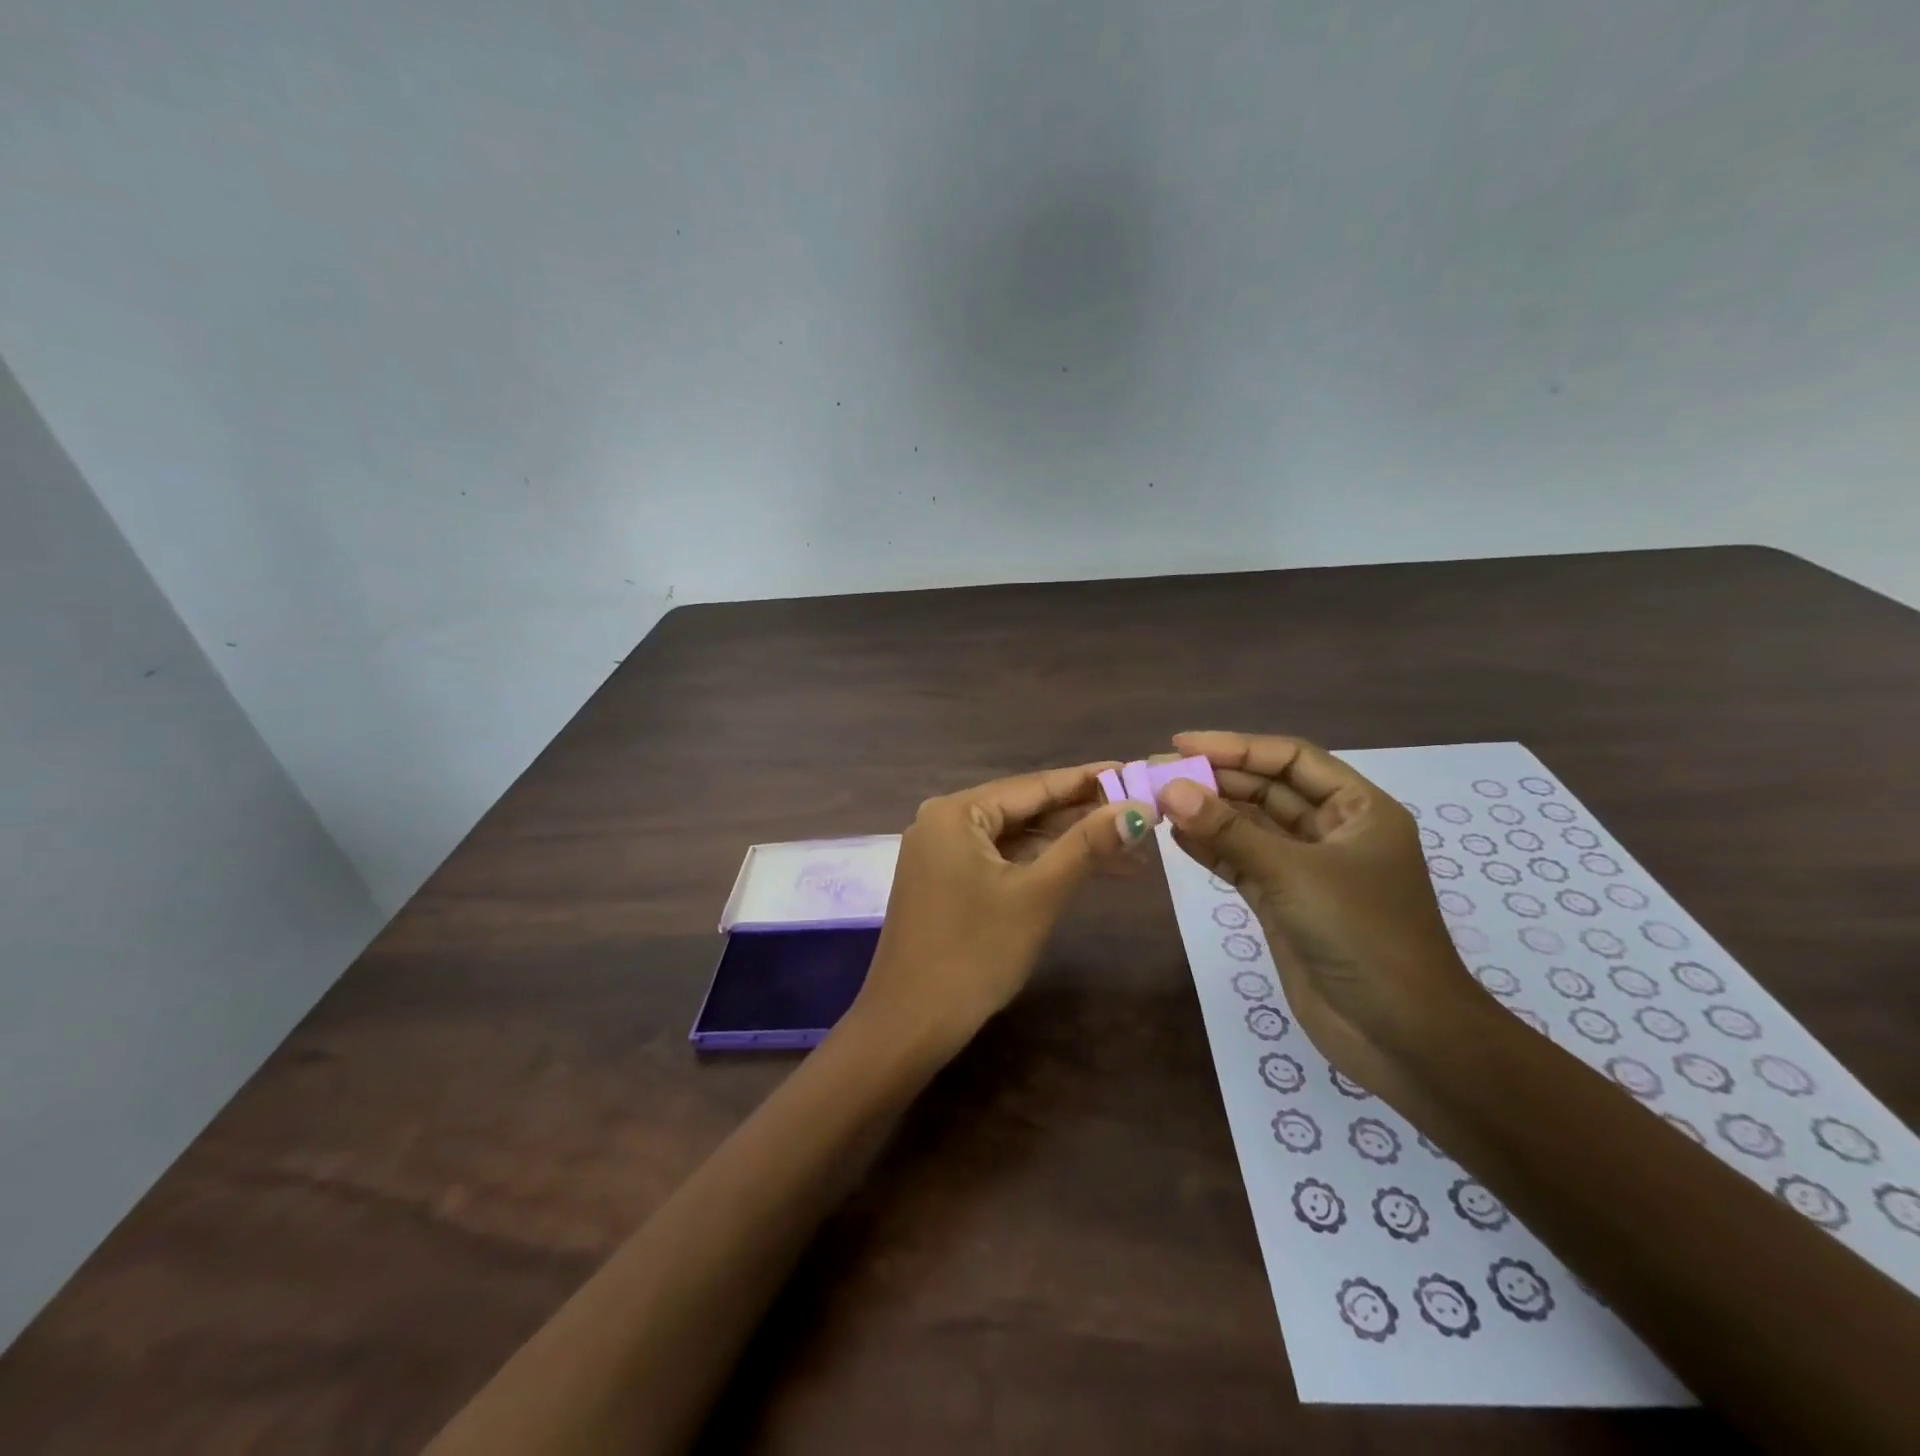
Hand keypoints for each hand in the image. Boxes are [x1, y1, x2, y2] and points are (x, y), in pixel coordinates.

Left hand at [847, 763, 1152, 1058]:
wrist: (910, 1024)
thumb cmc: (974, 953)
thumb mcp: (1037, 895)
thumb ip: (1087, 846)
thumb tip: (1140, 808)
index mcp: (956, 812)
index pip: (1033, 785)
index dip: (1088, 781)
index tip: (1135, 771)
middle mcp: (943, 822)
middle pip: (1025, 810)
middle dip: (1083, 817)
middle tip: (1142, 815)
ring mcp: (941, 854)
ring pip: (1016, 839)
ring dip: (1067, 846)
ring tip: (1131, 850)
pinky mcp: (946, 883)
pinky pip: (1001, 862)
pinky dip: (1040, 866)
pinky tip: (1083, 870)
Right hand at [1155, 731, 1487, 1094]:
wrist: (1401, 1036)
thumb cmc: (1362, 936)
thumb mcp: (1293, 874)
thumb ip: (1229, 831)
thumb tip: (1172, 788)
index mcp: (1359, 810)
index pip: (1291, 760)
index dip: (1236, 747)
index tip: (1181, 745)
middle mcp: (1334, 833)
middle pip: (1267, 791)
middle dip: (1215, 781)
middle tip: (1157, 775)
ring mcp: (1308, 871)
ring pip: (1251, 828)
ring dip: (1208, 815)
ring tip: (1157, 802)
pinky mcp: (1285, 904)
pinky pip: (1242, 864)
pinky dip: (1211, 851)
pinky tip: (1176, 838)